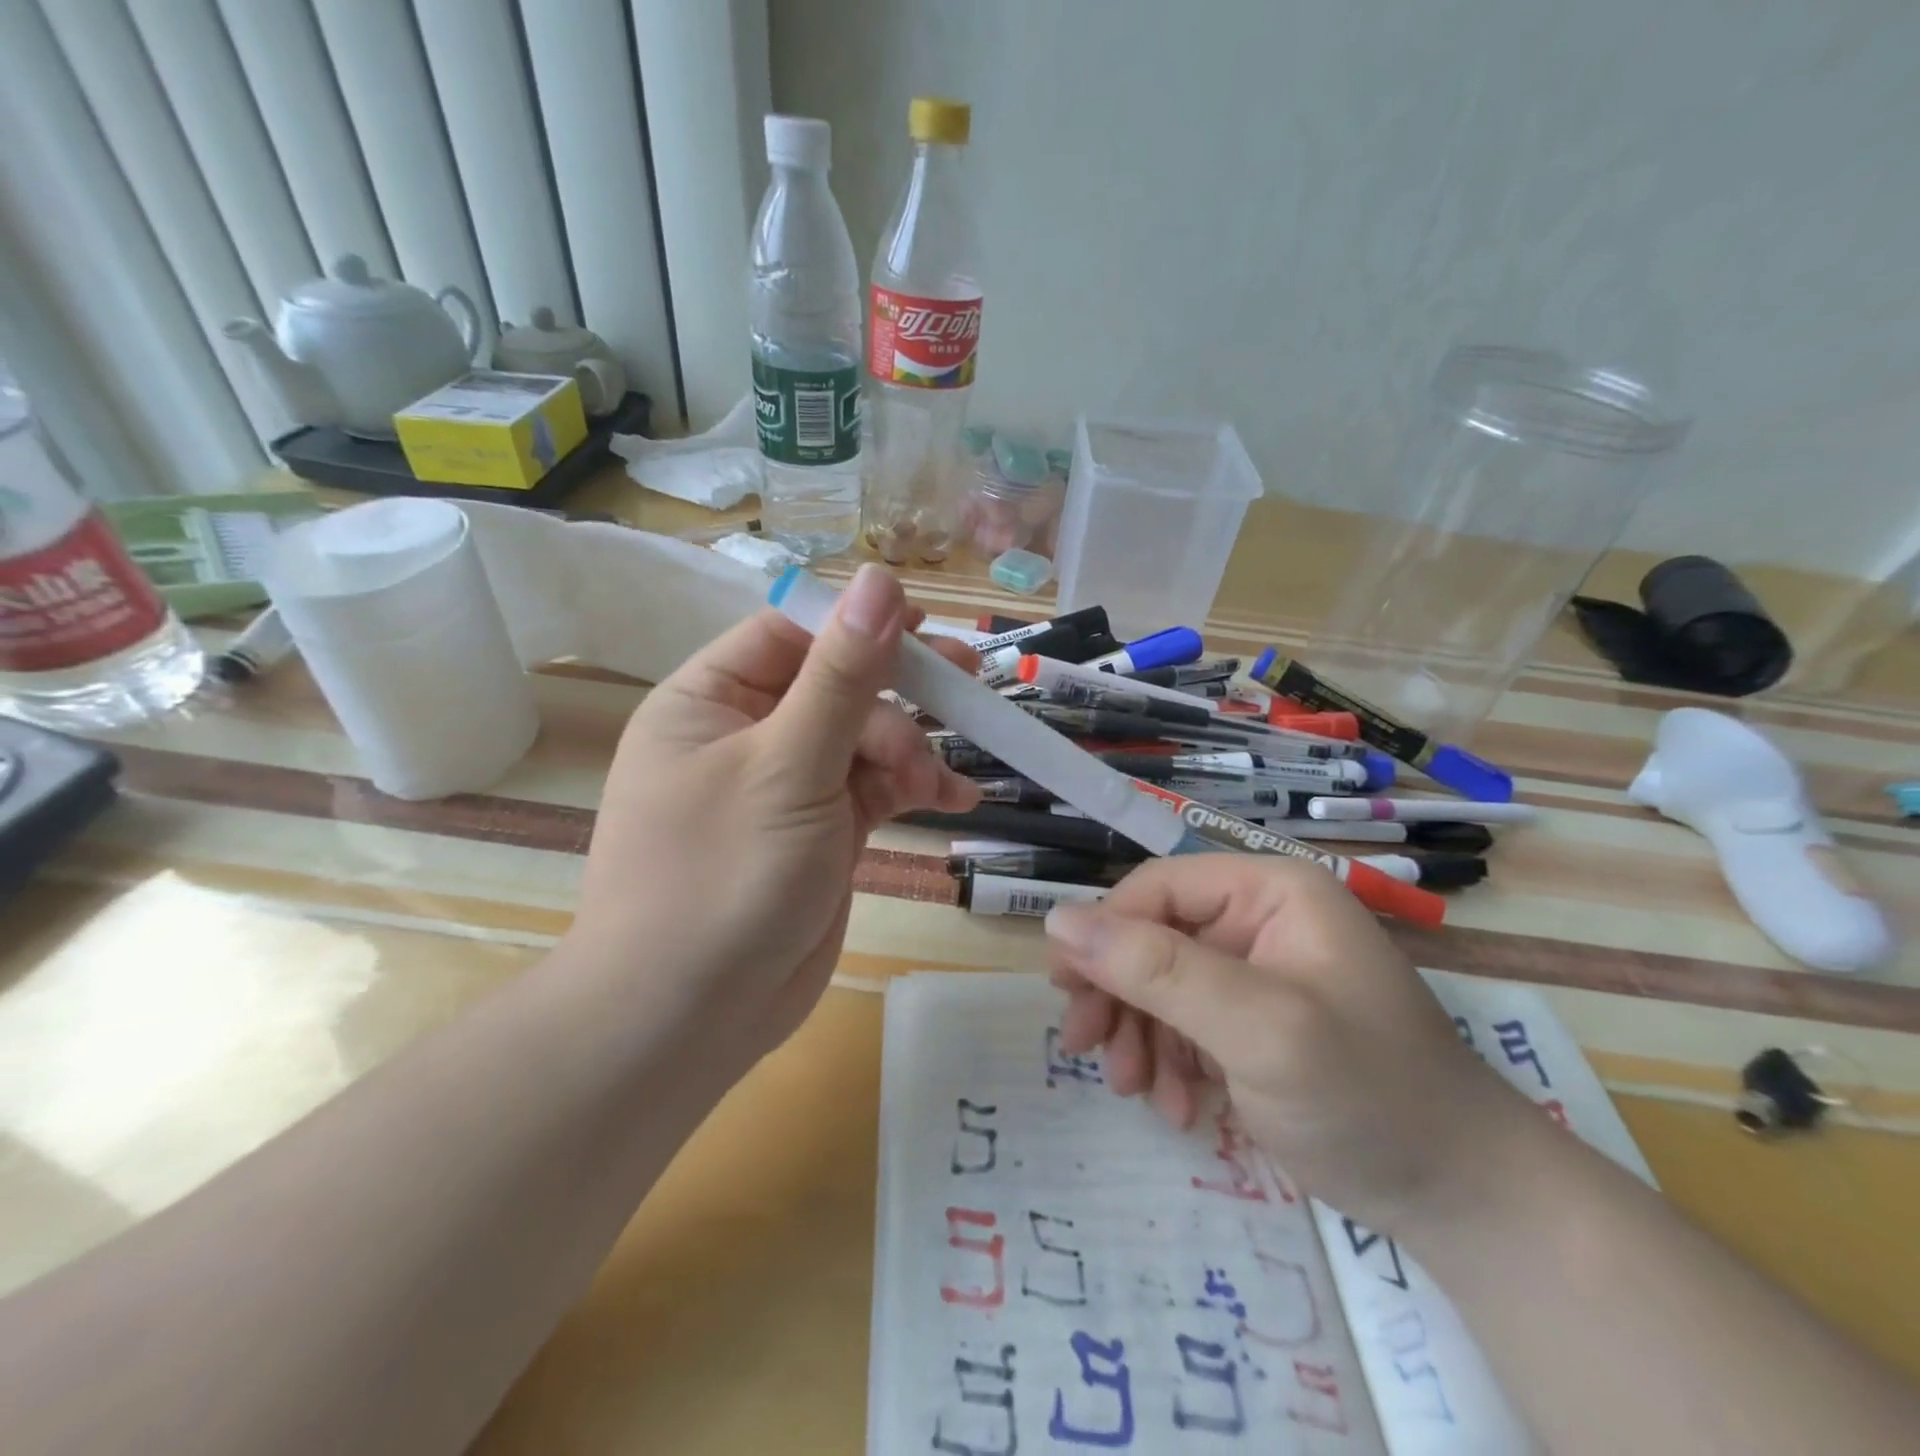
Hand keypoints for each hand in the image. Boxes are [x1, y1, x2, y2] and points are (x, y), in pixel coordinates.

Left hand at [570, 564, 979, 1065]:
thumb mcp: (789, 766)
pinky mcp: (819, 832)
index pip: (791, 634)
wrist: (688, 1019)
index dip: (857, 625)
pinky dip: (912, 789)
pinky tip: (954, 797)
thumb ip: (842, 675)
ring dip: (910, 751)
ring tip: (940, 782)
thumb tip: (880, 579)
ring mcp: (786, 786)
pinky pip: (872, 790)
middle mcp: (746, 735)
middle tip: (966, 681)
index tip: (924, 627)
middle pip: (836, 685)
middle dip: (897, 693)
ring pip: (863, 739)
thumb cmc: (723, 877)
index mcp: (711, 701)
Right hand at [1045, 855, 1532, 1235]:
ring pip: (1160, 984)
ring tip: (1134, 1089)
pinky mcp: (1254, 1022)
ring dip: (1138, 1035)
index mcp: (1269, 890)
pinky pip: (1185, 1024)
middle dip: (1117, 994)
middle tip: (1085, 1048)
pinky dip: (1169, 1062)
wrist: (1462, 1200)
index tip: (1064, 990)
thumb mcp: (1257, 1027)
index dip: (1103, 932)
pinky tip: (1179, 1108)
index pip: (1156, 888)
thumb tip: (1057, 920)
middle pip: (1152, 936)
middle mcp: (1259, 919)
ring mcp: (1257, 972)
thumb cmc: (1367, 1095)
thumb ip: (1157, 969)